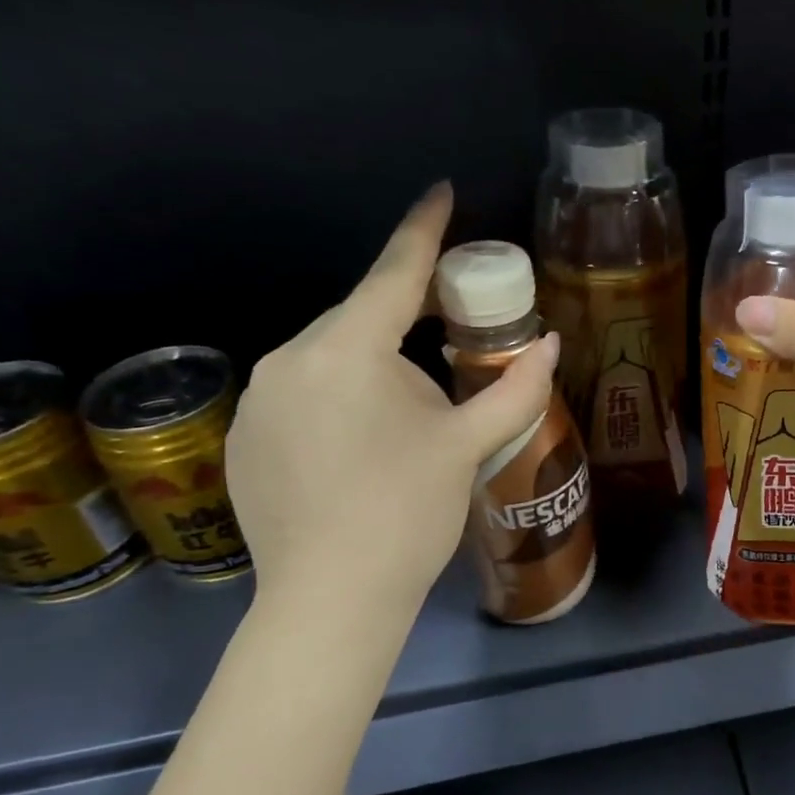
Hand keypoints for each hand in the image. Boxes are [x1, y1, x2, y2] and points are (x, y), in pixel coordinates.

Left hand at [226, 183, 559, 606]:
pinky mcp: (244, 436)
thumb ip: (515, 391)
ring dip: (375, 366)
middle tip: (453, 334)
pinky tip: (362, 447)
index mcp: (346, 352)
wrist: (331, 601)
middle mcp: (289, 359)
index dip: (424, 230)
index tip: (441, 193)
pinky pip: (303, 392)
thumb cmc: (407, 514)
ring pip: (331, 357)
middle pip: (361, 318)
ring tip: (408, 418)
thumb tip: (550, 346)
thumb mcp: (467, 447)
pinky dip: (339, 397)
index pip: (393, 273)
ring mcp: (259, 400)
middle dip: (408, 319)